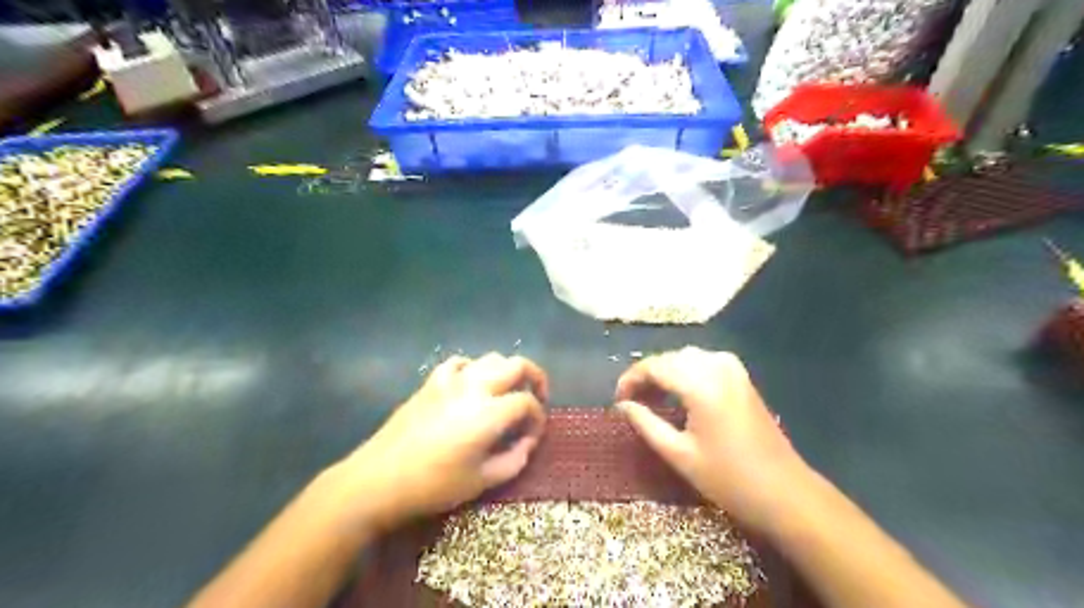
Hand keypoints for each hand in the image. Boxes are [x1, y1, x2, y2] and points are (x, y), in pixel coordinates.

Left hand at [333, 353, 551, 528]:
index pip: (527, 402)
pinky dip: (474, 369)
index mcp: (490, 412)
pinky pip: (459, 363)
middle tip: (537, 397)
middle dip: (534, 378)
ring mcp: (451, 380)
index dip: (538, 417)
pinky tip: (471, 385)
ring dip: (506, 371)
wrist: (378, 479)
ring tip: (507, 392)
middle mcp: (475, 386)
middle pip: (517, 365)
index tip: (534, 434)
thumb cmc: (434, 485)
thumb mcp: (482, 481)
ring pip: (490, 358)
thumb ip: (514, 459)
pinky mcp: (431, 382)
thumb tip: (527, 442)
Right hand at [613, 349, 808, 530]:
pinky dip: (685, 371)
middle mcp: (717, 366)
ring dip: (665, 372)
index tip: (617, 400)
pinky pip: (704, 362)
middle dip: (646, 375)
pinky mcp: (741, 377)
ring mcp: (733, 369)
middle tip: (632, 402)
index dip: (630, 379)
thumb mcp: (679, 454)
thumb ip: (646, 423)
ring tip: (651, 399)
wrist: (784, 491)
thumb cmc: (728, 478)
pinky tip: (678, 393)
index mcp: (700, 383)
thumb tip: (622, 405)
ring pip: (686, 357)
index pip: (654, 366)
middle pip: (670, 358)